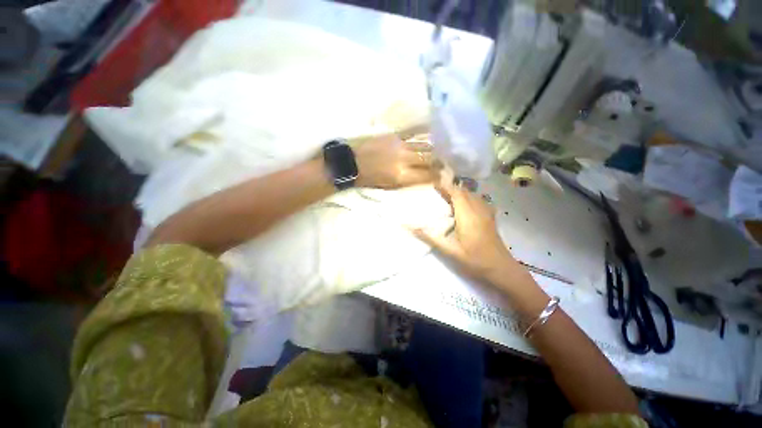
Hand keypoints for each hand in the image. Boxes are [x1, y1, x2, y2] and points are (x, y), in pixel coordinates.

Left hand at [351, 127, 434, 188]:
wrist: (351, 162)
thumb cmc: (370, 179)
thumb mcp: (390, 186)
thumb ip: (410, 182)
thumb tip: (426, 178)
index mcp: (402, 176)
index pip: (428, 176)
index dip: (438, 176)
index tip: (442, 176)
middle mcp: (404, 159)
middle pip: (430, 158)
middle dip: (439, 162)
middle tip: (442, 163)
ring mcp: (400, 145)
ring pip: (425, 145)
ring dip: (433, 150)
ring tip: (437, 152)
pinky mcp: (395, 135)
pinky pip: (415, 133)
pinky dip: (424, 135)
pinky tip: (430, 136)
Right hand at [414, 178, 523, 283]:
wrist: (501, 269)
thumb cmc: (474, 260)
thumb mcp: (449, 250)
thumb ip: (430, 237)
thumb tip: (410, 227)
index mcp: (467, 215)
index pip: (456, 193)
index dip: (445, 186)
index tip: (433, 184)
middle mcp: (478, 210)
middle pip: (464, 192)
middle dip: (450, 188)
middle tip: (437, 191)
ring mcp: (486, 213)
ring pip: (472, 195)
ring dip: (460, 193)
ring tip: (447, 197)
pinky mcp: (490, 218)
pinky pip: (479, 201)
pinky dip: (469, 199)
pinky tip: (464, 206)